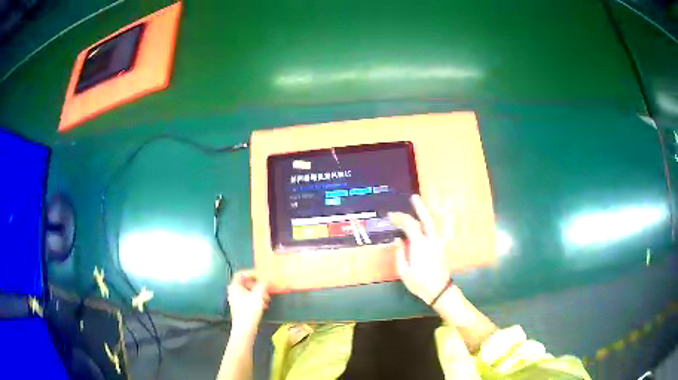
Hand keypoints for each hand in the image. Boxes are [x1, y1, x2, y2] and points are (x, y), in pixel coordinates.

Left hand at [227, 270, 269, 333]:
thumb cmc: (249, 310)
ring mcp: (236, 300)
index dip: (251, 273)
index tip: (261, 276)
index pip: (240, 274)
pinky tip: (264, 305)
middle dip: (257, 284)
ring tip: (267, 298)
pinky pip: (248, 298)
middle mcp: (233, 291)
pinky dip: (256, 299)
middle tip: (266, 287)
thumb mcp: (258, 295)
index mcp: (235, 286)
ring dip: (258, 292)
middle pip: (245, 283)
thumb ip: (262, 285)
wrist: (244, 329)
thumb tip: (266, 278)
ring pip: (248, 291)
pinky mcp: (240, 307)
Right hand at [389, 194, 450, 304]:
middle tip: (413, 197)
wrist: (439, 290)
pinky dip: (438, 222)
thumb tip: (397, 239)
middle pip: (425, 219)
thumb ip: (400, 253)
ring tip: (424, 204)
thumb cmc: (419, 283)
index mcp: (419, 245)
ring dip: (429, 212)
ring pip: (435, 222)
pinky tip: (436, 218)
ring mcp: (439, 242)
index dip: (399, 218)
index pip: (409, 225)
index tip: (391, 216)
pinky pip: (441, 230)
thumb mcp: (403, 271)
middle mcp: (431, 240)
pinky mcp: (443, 247)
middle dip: (419, 207)